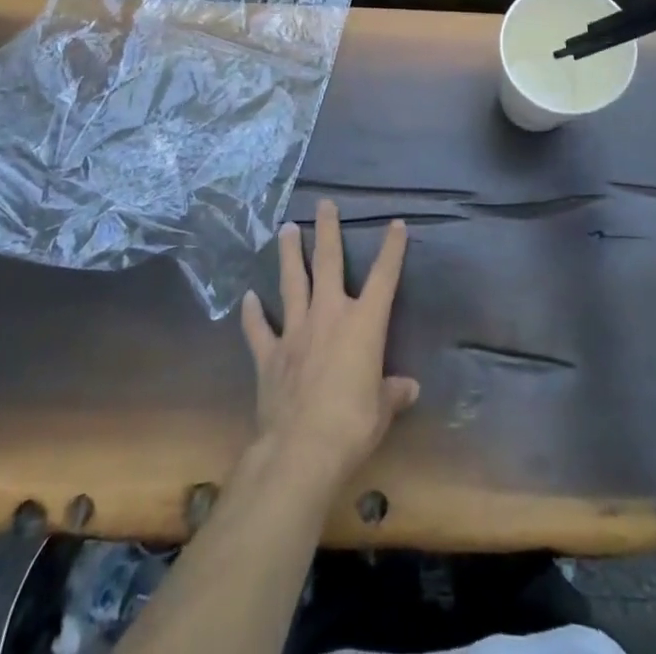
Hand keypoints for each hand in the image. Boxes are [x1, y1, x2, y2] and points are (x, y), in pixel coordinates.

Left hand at [241, 200, 419, 488]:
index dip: (392, 249)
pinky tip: (248, 298)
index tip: (395, 223)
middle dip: (328, 231)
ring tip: (286, 229)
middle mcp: (329, 316)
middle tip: (324, 204)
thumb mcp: (382, 410)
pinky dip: (253, 314)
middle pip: (329, 263)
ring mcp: (295, 332)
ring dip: (290, 255)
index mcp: (364, 324)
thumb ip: (392, 393)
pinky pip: (259, 330)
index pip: (384, 277)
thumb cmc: (352, 425)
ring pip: (293, 283)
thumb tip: (408, 387)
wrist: (299, 450)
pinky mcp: (269, 355)